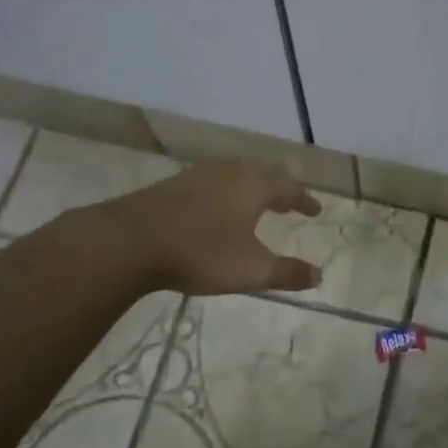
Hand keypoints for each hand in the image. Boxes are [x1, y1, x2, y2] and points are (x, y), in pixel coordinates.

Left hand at [104, 162, 322, 294]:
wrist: (129, 242)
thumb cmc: (201, 253)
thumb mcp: (251, 270)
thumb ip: (287, 273)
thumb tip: (318, 274)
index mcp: (253, 187)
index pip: (289, 188)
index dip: (304, 200)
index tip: (315, 209)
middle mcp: (228, 173)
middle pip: (261, 176)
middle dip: (278, 189)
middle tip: (289, 203)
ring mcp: (196, 176)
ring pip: (234, 177)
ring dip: (250, 190)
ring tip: (256, 205)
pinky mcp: (171, 186)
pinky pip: (211, 185)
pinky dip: (225, 195)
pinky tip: (216, 210)